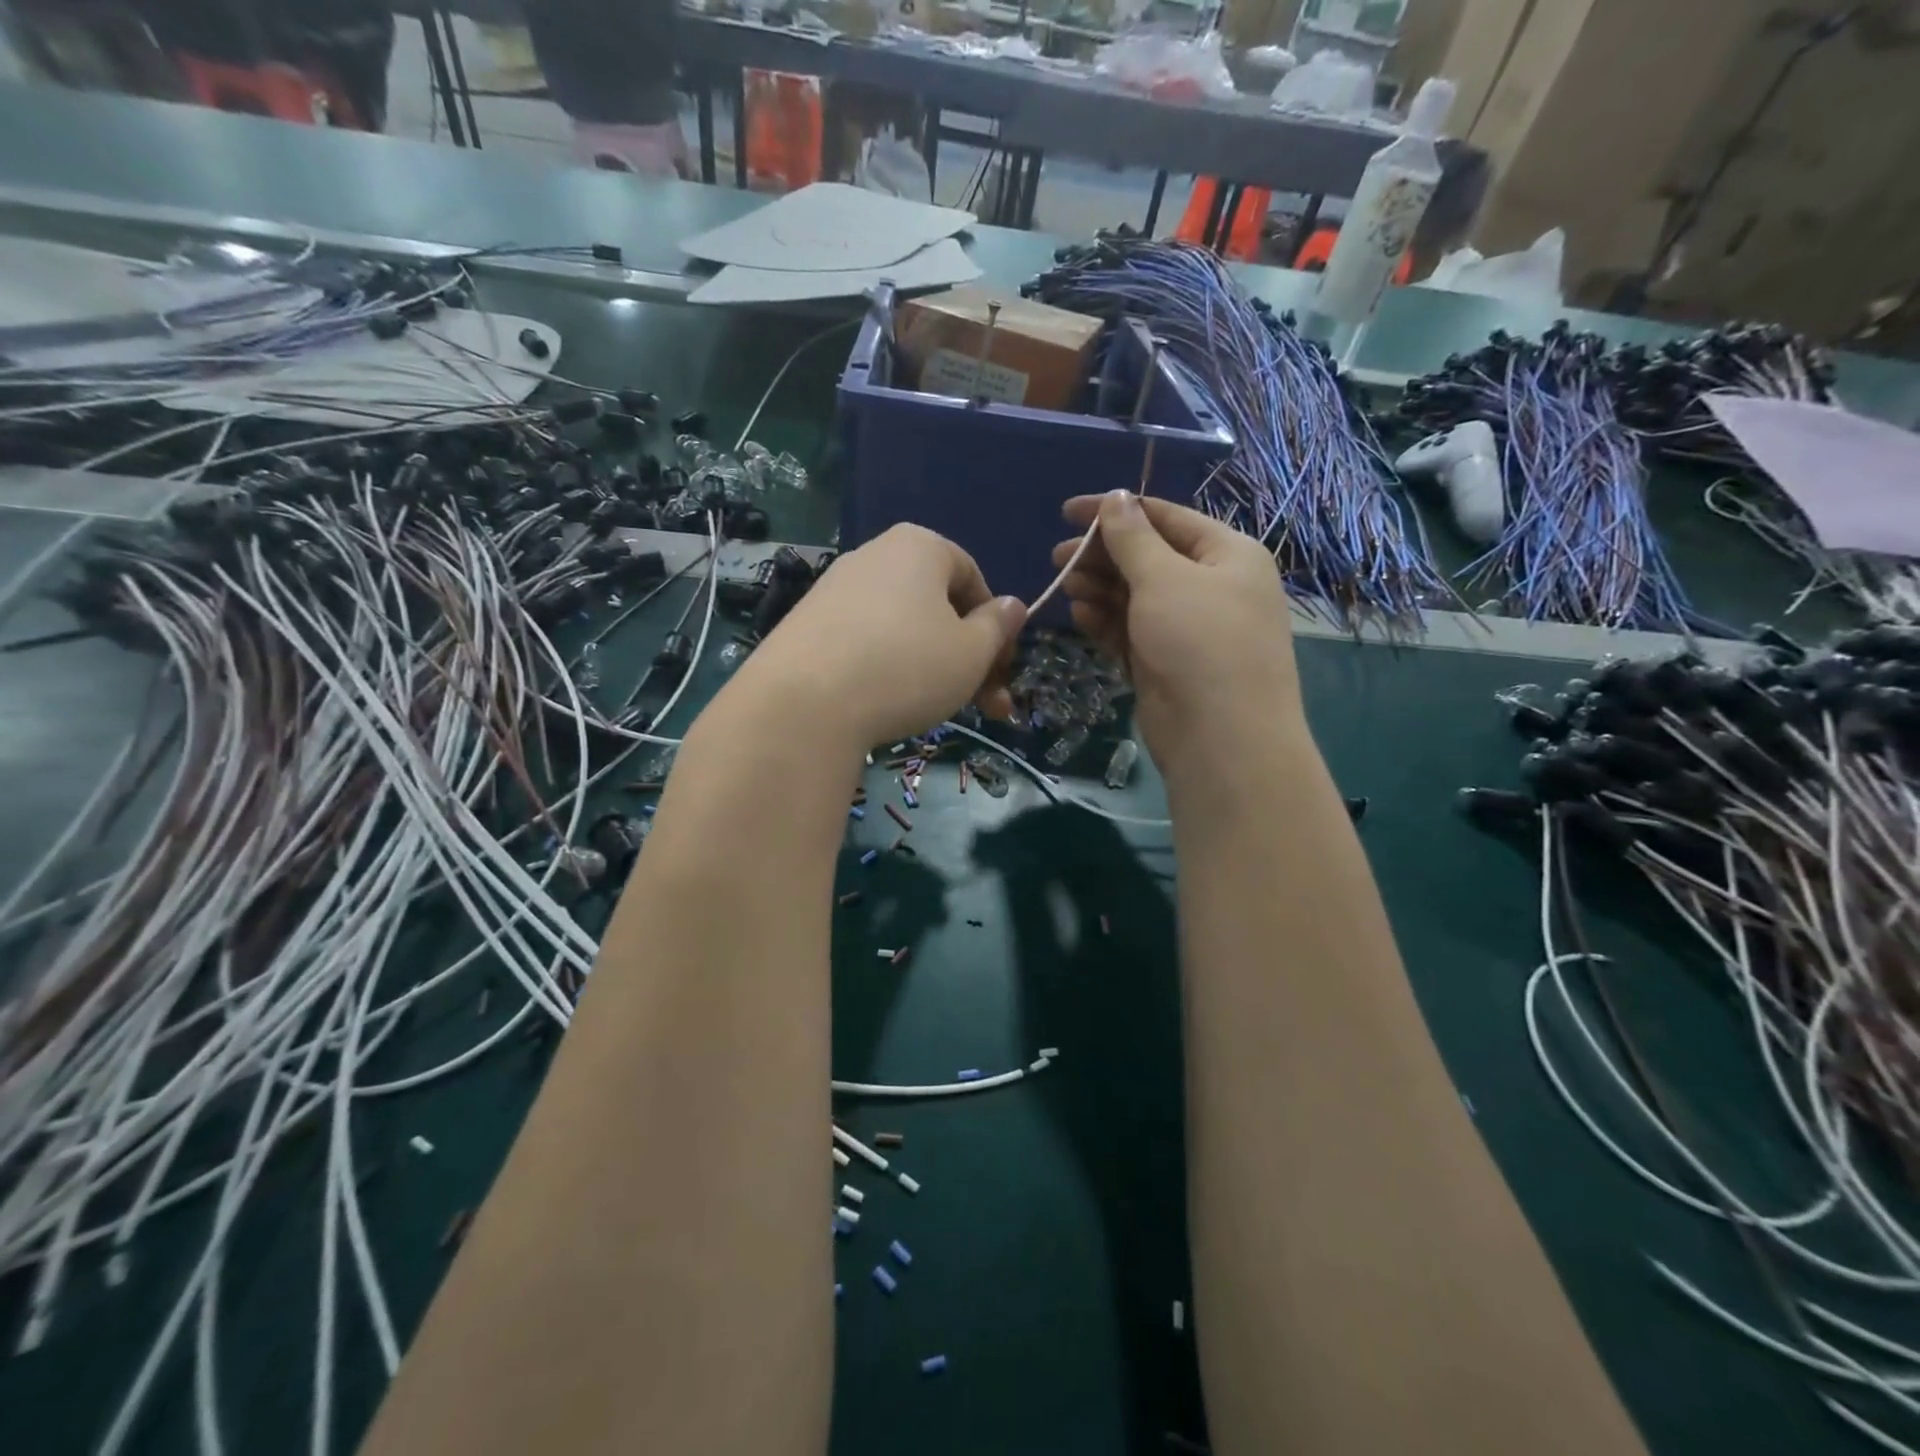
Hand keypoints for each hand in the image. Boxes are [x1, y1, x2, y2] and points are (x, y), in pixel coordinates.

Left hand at [736, 524, 1025, 748]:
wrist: (803, 704)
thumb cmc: (907, 667)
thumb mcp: (972, 652)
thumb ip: (998, 627)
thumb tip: (1012, 606)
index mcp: (919, 546)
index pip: (973, 578)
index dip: (996, 627)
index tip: (1000, 669)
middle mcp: (874, 556)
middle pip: (937, 606)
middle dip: (968, 657)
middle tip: (986, 706)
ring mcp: (834, 589)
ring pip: (903, 628)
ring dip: (932, 667)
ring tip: (937, 710)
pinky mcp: (806, 624)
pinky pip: (865, 641)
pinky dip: (887, 668)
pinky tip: (889, 702)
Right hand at [1050, 490, 1300, 771]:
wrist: (1221, 737)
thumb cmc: (1199, 641)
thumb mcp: (1164, 579)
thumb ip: (1133, 538)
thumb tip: (1115, 498)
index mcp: (1227, 553)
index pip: (1166, 518)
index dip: (1116, 510)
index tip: (1067, 513)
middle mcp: (1211, 586)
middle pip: (1148, 557)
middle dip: (1102, 556)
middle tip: (1058, 558)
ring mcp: (1188, 627)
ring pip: (1136, 596)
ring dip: (1100, 588)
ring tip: (1066, 587)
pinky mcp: (1165, 661)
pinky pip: (1131, 630)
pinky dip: (1106, 621)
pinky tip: (1080, 616)